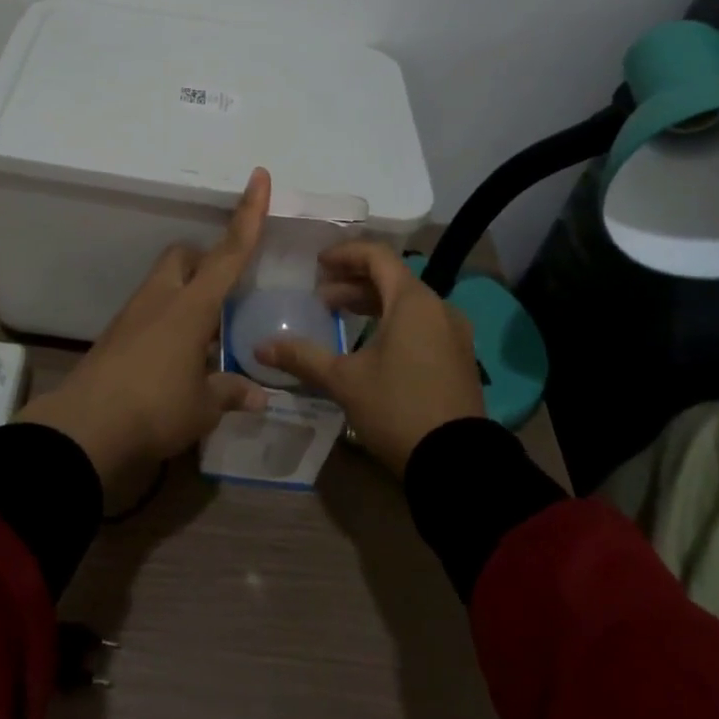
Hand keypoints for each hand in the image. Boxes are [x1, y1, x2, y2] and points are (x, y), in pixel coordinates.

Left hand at [20, 168, 272, 485]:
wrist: (83, 429)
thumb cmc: (155, 409)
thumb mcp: (203, 407)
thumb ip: (231, 392)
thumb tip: (259, 395)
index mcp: (191, 306)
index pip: (229, 252)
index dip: (249, 214)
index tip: (259, 177)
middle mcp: (161, 299)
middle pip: (183, 255)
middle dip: (205, 260)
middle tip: (225, 293)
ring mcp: (133, 315)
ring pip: (164, 282)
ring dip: (186, 294)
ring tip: (206, 336)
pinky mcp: (115, 335)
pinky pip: (148, 311)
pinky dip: (167, 320)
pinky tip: (177, 357)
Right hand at [253, 241, 482, 477]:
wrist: (457, 465)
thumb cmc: (397, 408)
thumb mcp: (344, 381)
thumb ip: (303, 357)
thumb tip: (260, 347)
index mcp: (413, 301)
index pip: (377, 256)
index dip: (345, 254)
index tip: (317, 264)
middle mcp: (439, 308)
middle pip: (392, 278)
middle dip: (353, 282)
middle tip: (321, 297)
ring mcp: (453, 334)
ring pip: (407, 303)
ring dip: (371, 303)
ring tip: (339, 317)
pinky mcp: (457, 358)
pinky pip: (421, 324)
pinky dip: (392, 322)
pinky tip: (369, 345)